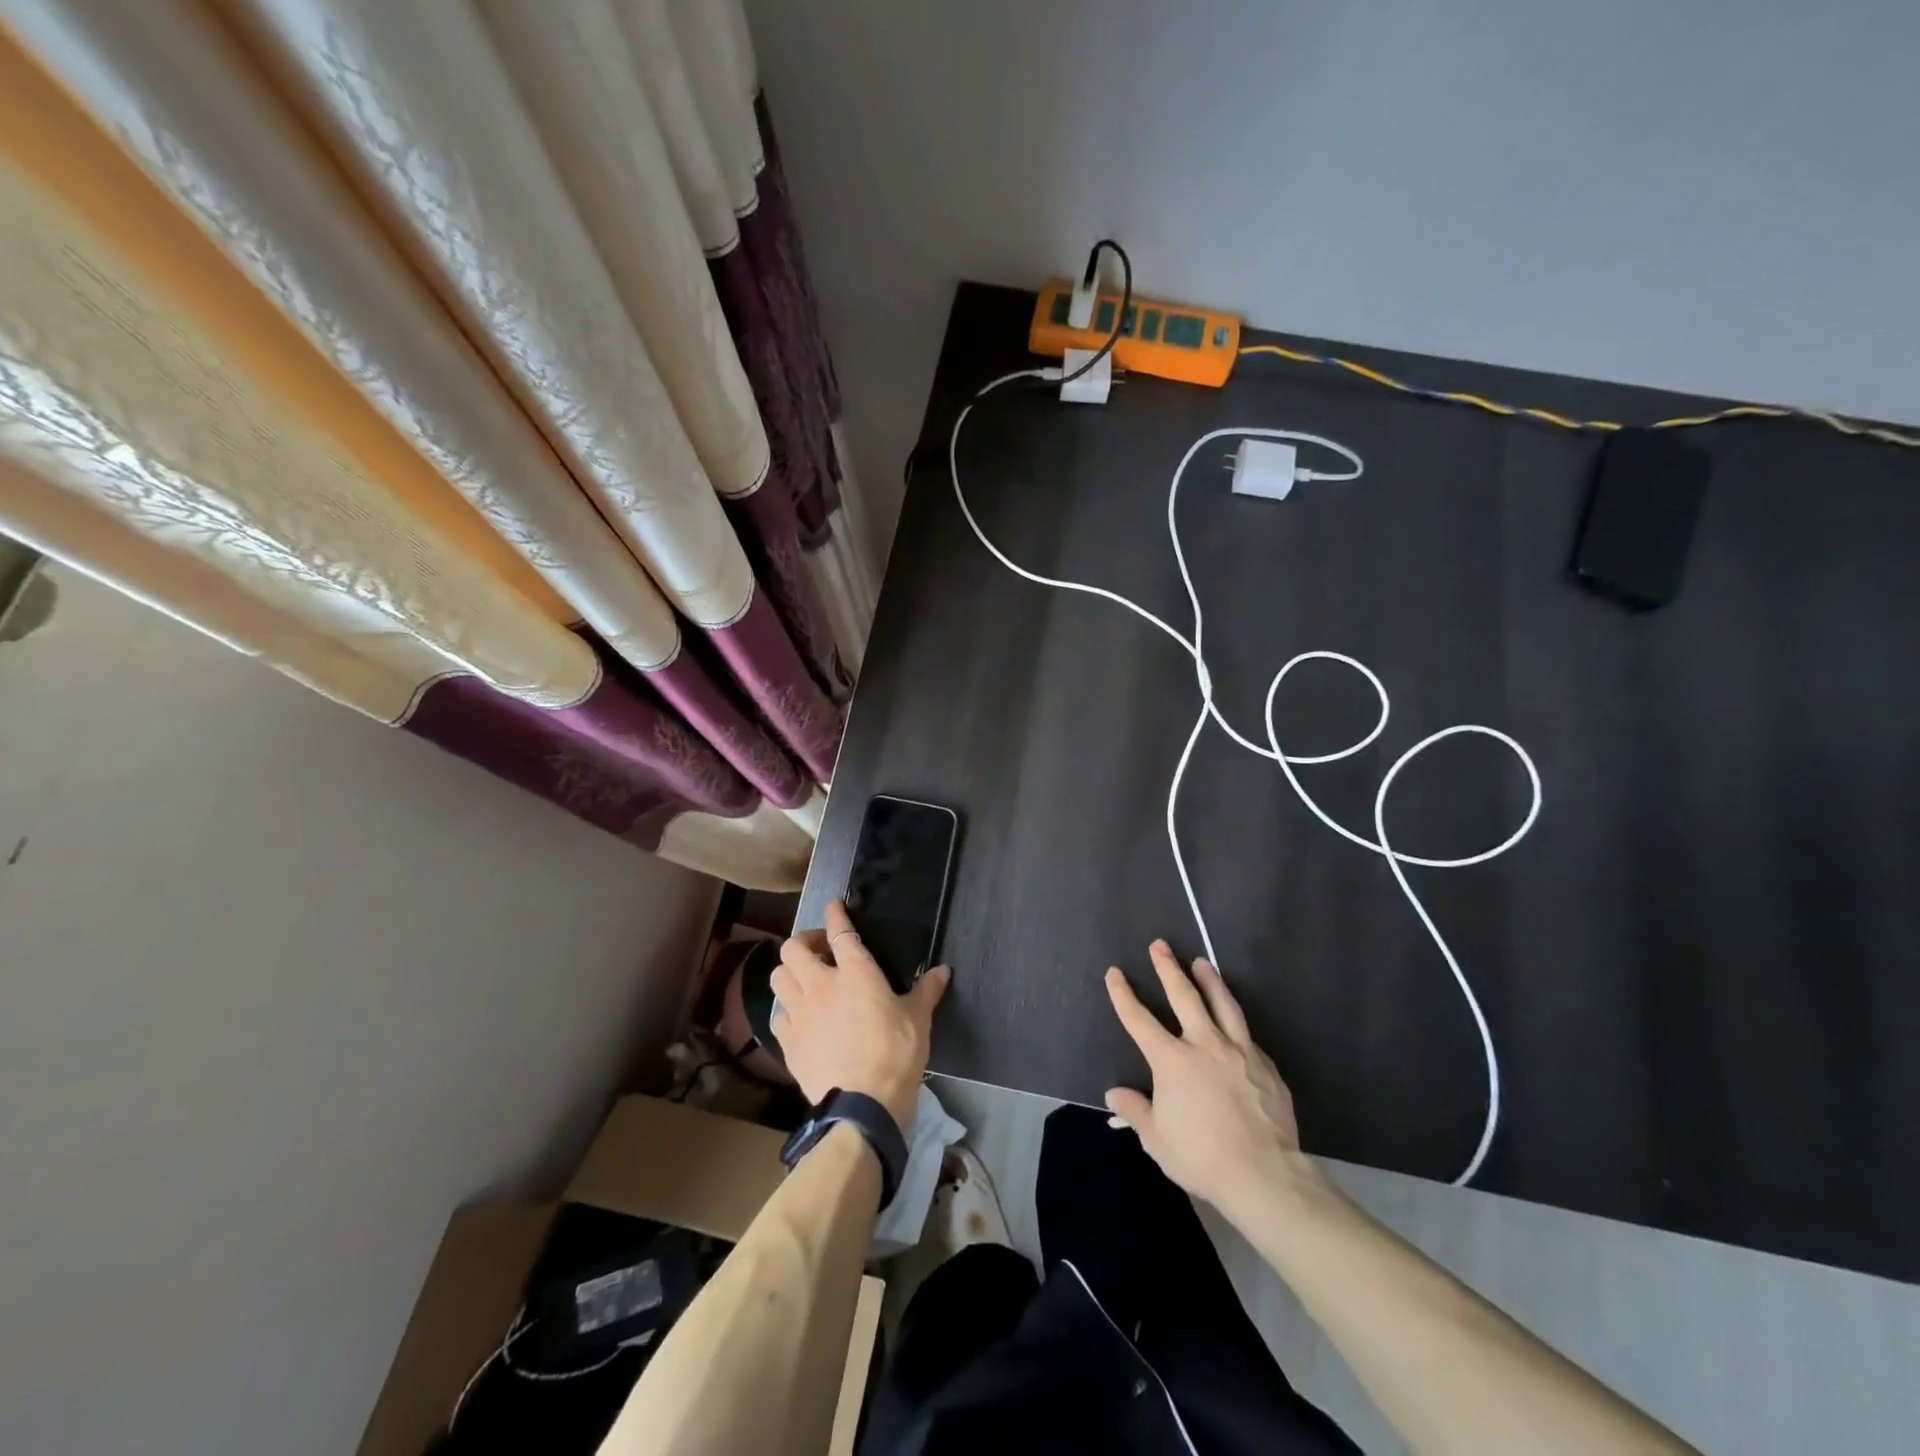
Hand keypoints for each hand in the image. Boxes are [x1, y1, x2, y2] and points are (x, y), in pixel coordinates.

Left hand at [771, 900, 949, 1128]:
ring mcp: (800, 1013)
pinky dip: (787, 1008)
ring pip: (779, 977)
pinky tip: (799, 1016)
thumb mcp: (918, 1019)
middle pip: (794, 948)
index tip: (834, 905)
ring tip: (805, 979)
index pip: (839, 931)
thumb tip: (942, 970)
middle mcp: (821, 985)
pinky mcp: (788, 1042)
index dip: (835, 914)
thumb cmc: (896, 1054)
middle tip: (821, 950)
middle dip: (804, 942)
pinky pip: (778, 1014)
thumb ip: (926, 990)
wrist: (862, 1106)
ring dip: (790, 972)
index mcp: (856, 972)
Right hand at [1104, 941, 1320, 1222]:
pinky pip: (1246, 1035)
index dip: (1123, 994)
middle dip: (1168, 968)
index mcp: (1172, 1061)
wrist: (1264, 1175)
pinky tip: (1234, 1021)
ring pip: (1222, 1004)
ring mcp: (1239, 1051)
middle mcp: (1204, 1045)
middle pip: (1184, 995)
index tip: (1115, 973)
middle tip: (1160, 945)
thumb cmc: (1202, 1157)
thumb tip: (1115, 1094)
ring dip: (1210, 979)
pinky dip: (1235, 1021)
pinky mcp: (1265, 1066)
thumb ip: (1135, 1111)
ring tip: (1202, 962)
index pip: (1139, 1019)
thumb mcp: (1157, 1140)